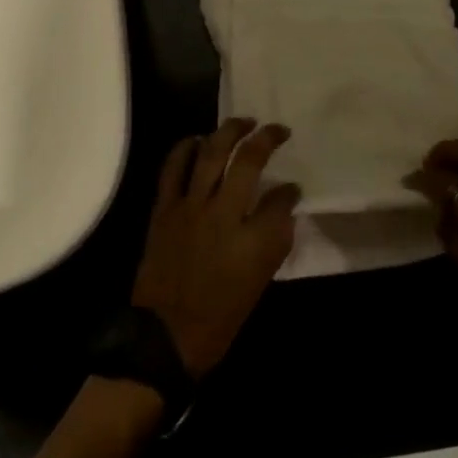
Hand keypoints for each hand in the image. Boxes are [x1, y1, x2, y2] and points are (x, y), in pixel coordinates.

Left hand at [132, 119, 300, 379]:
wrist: (165, 335)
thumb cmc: (219, 317)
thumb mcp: (259, 283)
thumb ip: (274, 239)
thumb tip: (283, 202)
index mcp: (252, 242)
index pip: (279, 200)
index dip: (289, 189)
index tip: (293, 185)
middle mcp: (223, 215)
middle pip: (247, 162)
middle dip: (266, 139)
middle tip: (277, 130)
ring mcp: (189, 207)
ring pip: (210, 153)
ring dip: (228, 131)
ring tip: (244, 122)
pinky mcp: (164, 208)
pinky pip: (173, 167)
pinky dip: (185, 147)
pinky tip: (197, 138)